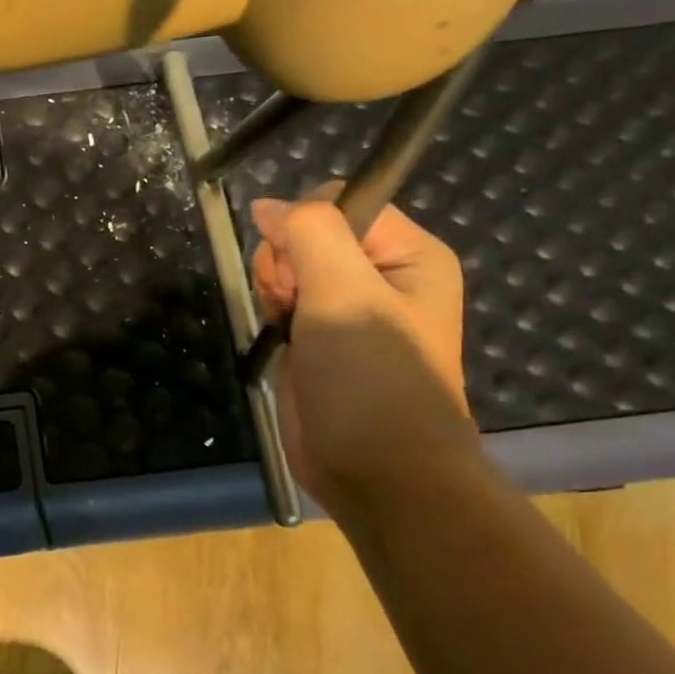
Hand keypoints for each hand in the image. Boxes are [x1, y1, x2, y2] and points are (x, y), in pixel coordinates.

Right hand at [250, 190, 475, 507]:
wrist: (376, 470)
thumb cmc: (372, 380)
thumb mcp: (344, 292)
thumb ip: (309, 232)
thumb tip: (267, 206)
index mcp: (407, 254)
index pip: (338, 203)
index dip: (305, 229)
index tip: (301, 275)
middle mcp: (380, 275)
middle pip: (306, 234)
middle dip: (285, 264)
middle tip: (295, 306)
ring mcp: (347, 308)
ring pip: (286, 267)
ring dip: (274, 291)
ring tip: (288, 328)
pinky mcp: (318, 338)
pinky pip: (281, 300)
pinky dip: (271, 314)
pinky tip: (279, 339)